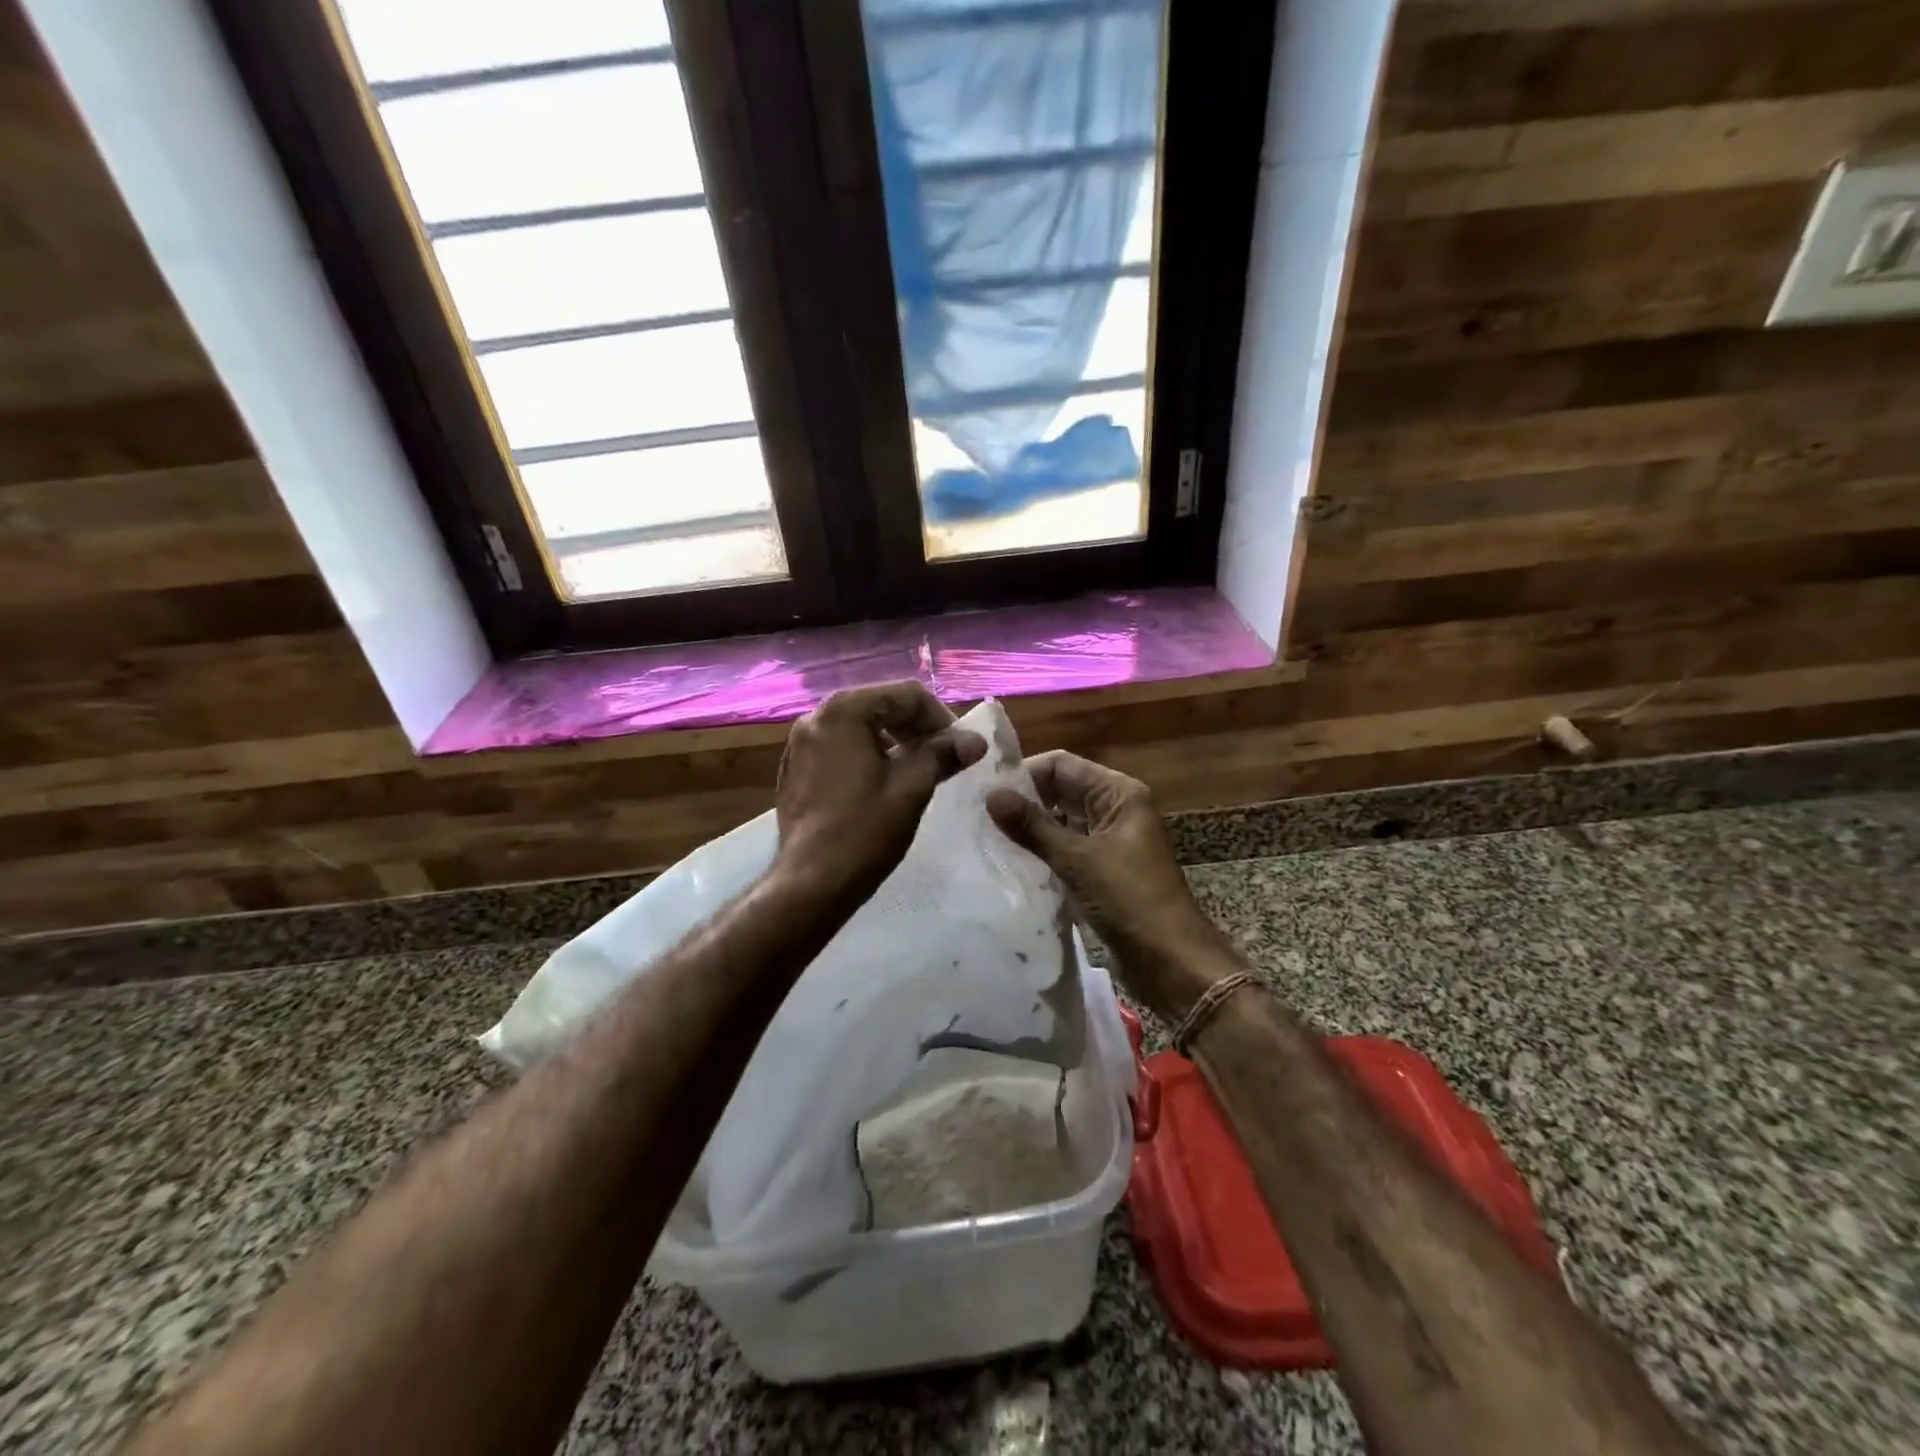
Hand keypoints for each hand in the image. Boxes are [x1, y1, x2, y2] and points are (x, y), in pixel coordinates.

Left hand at [774, 682, 985, 905]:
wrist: (811, 883)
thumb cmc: (864, 830)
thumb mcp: (912, 788)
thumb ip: (943, 754)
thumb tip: (975, 741)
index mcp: (844, 711)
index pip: (906, 695)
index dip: (941, 718)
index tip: (959, 748)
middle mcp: (816, 717)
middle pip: (880, 706)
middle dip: (916, 728)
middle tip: (943, 757)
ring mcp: (799, 744)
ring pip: (859, 728)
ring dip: (893, 742)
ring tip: (917, 771)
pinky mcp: (794, 770)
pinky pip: (839, 749)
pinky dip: (866, 756)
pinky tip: (882, 785)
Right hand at [986, 752, 1236, 1020]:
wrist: (1172, 962)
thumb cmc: (1129, 900)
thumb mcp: (1077, 860)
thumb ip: (1033, 826)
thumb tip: (991, 796)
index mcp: (1119, 793)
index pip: (1062, 765)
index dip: (1024, 773)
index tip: (984, 790)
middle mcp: (1116, 809)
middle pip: (1062, 790)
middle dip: (1025, 800)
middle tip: (979, 814)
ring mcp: (1111, 840)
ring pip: (1063, 820)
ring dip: (1031, 827)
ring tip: (988, 836)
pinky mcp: (1104, 869)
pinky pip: (1067, 848)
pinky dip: (1043, 851)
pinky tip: (1013, 861)